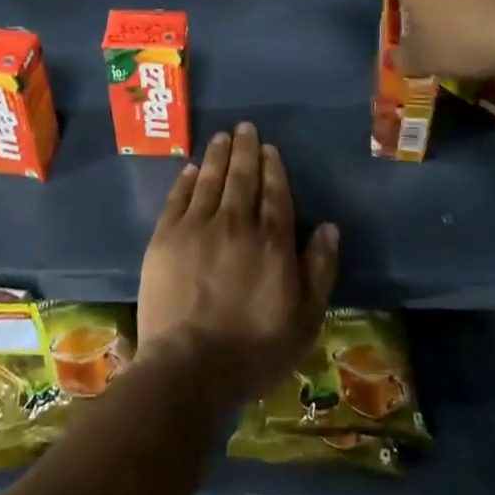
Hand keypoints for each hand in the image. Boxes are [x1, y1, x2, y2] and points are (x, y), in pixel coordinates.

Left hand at [138, 123, 338, 402]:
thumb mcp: (305, 319)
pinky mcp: (166, 237)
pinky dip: (187, 180)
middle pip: (242, 178)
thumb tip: (328, 226)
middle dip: (245, 150)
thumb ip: (319, 269)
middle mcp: (236, 223)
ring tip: (222, 136)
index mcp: (272, 241)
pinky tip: (192, 169)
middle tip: (245, 127)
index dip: (273, 168)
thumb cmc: (254, 350)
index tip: (269, 149)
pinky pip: (179, 198)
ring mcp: (197, 227)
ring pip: (211, 180)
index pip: (275, 193)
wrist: (190, 366)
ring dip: (218, 155)